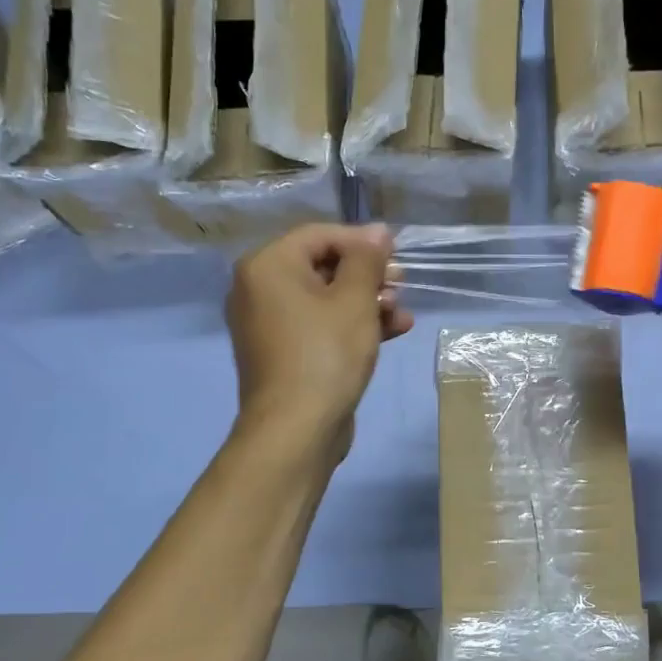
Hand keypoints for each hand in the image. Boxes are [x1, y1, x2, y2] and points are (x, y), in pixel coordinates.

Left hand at [226, 223, 412, 454]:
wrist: (297, 429)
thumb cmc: (326, 354)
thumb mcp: (354, 300)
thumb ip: (367, 259)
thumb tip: (378, 231)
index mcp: (267, 266)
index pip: (319, 235)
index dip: (362, 240)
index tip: (397, 253)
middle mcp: (259, 290)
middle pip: (322, 266)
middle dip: (368, 274)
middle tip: (402, 283)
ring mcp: (270, 325)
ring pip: (325, 299)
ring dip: (367, 301)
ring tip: (402, 312)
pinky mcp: (284, 353)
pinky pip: (320, 326)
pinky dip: (352, 325)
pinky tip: (393, 330)